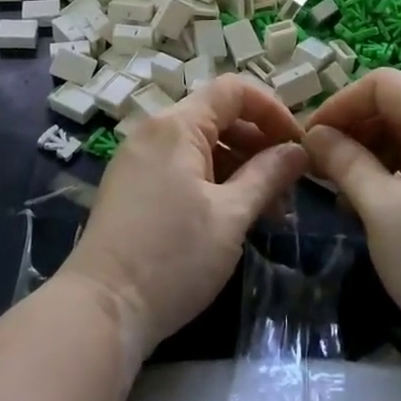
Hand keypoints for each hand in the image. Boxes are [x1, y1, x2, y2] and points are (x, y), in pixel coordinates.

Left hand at [59, 75, 307, 360]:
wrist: (101, 309)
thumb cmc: (173, 258)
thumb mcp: (231, 216)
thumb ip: (268, 175)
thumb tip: (298, 151)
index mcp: (176, 125)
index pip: (233, 90)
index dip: (273, 109)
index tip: (299, 145)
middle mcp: (153, 131)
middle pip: (217, 117)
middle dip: (259, 144)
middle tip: (289, 186)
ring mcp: (138, 159)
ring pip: (201, 145)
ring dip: (239, 167)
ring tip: (268, 211)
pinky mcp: (132, 186)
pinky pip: (181, 167)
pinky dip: (212, 181)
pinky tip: (232, 216)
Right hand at [304, 69, 400, 369]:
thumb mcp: (380, 209)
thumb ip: (344, 161)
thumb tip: (313, 134)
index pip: (383, 84)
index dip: (340, 104)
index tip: (309, 139)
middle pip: (399, 105)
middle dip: (354, 129)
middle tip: (319, 165)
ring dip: (372, 151)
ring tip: (342, 189)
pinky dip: (396, 169)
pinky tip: (374, 201)